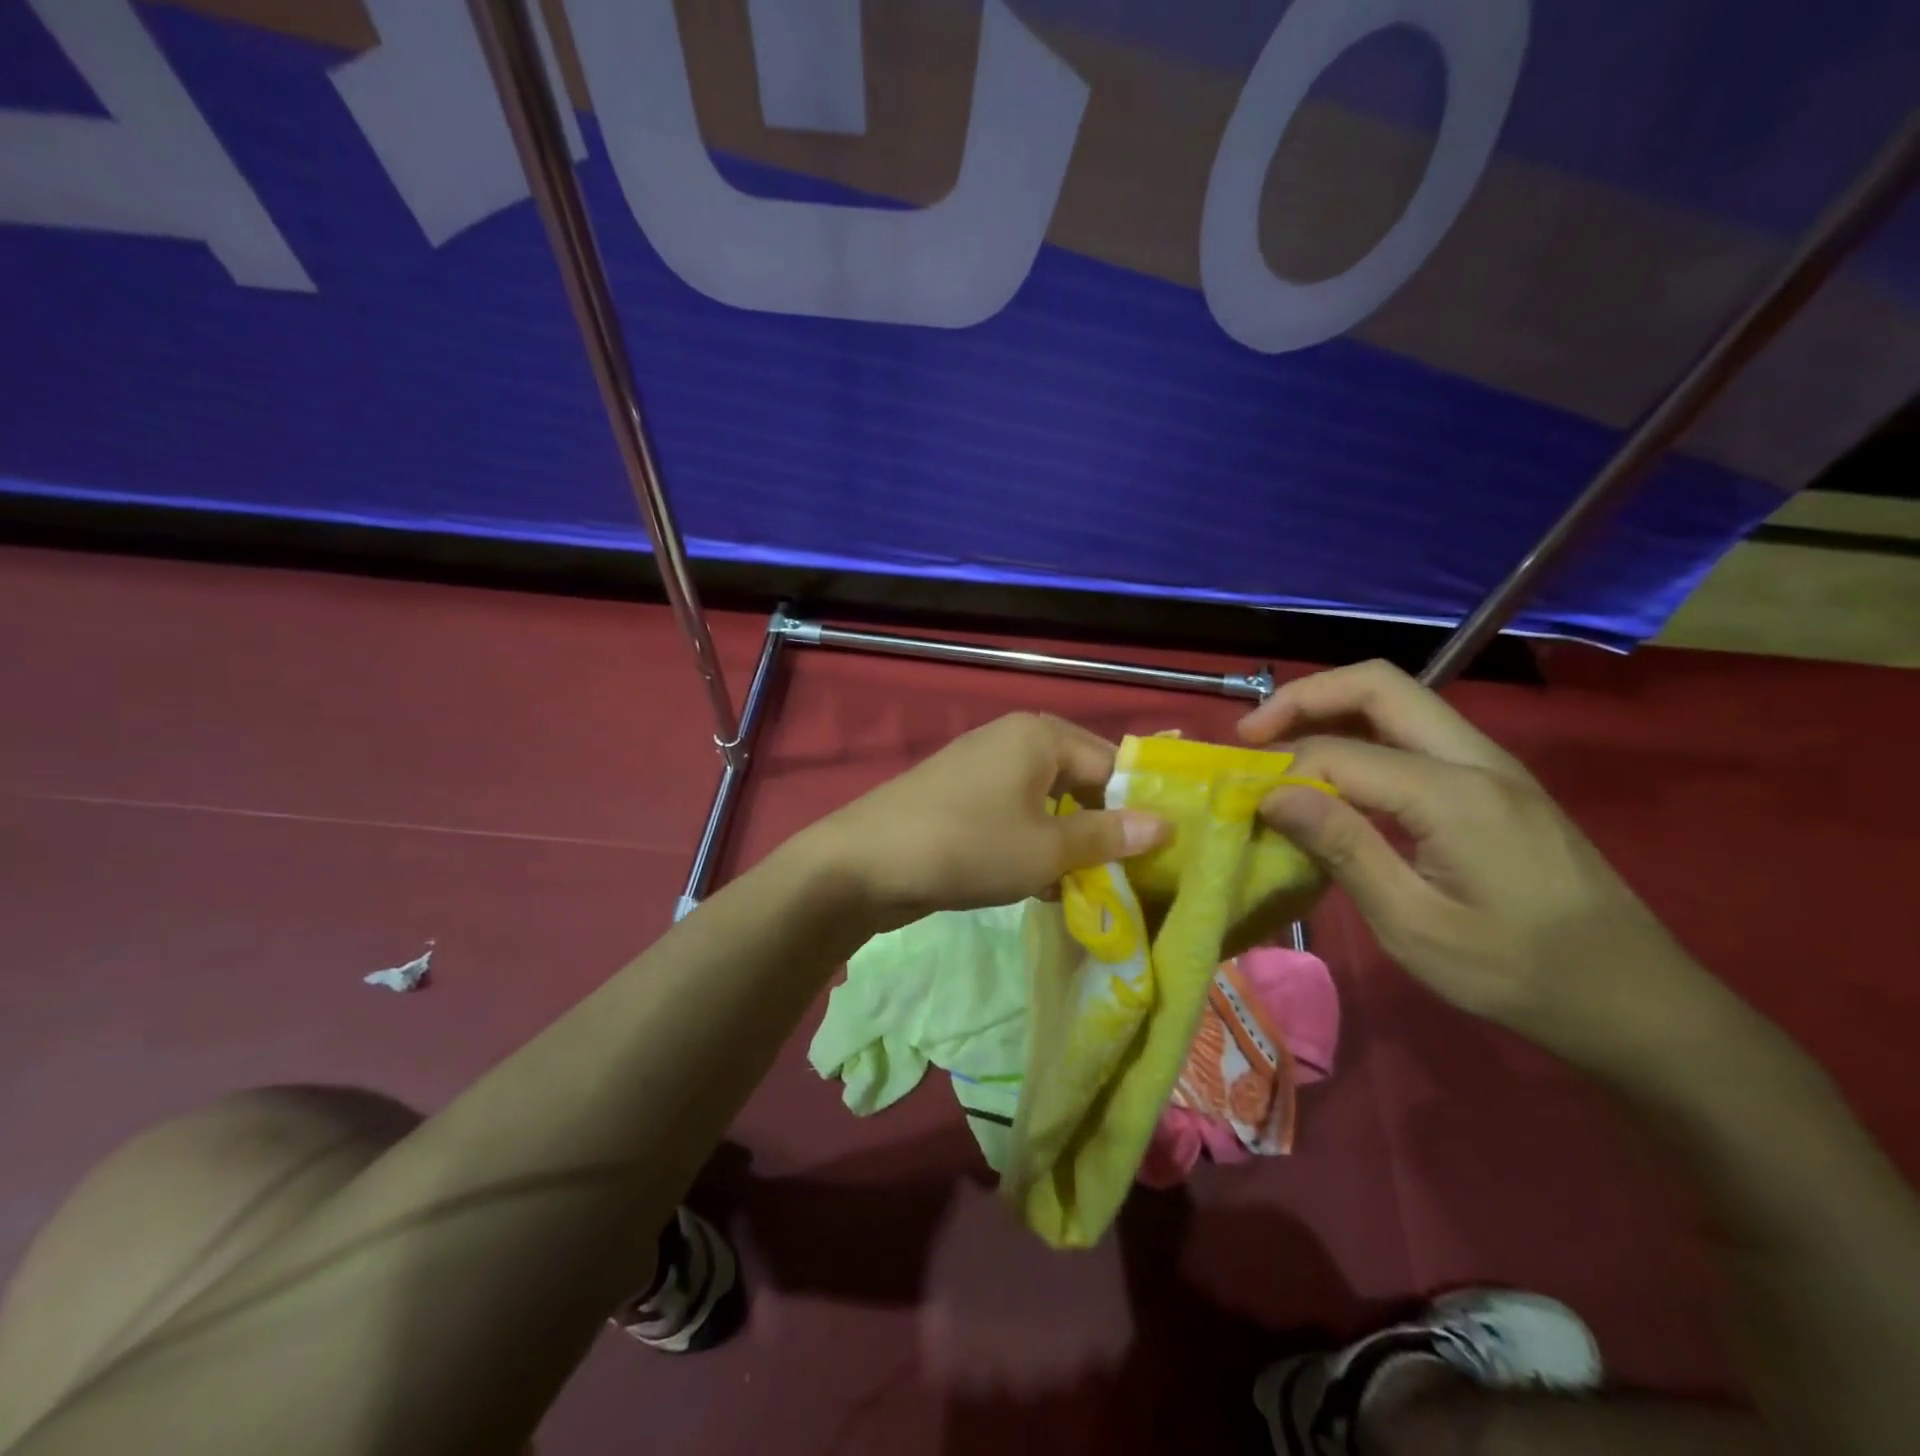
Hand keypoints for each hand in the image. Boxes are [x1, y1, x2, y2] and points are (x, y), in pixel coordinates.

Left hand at [804, 713, 1168, 932]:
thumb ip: (1107, 836)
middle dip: (1103, 830)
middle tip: (1130, 877)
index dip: (1139, 808)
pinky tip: (1045, 887)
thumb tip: (1165, 825)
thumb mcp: (1046, 849)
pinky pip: (1015, 816)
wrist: (864, 863)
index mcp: (1041, 735)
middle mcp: (1014, 740)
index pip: (1112, 764)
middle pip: (1080, 782)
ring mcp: (983, 768)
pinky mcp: (962, 798)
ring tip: (1092, 889)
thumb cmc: (968, 846)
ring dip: (1069, 844)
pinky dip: (1034, 846)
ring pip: (1048, 804)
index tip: (1164, 854)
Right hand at [1238, 661, 1717, 1070]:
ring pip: (1400, 700)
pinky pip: (1417, 732)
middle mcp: (1477, 758)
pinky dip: (1363, 734)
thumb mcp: (1415, 925)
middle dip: (1304, 697)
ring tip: (1280, 747)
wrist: (1639, 1003)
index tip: (1242, 802)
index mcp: (1455, 794)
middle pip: (1378, 684)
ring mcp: (1494, 765)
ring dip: (1333, 710)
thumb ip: (1342, 848)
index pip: (1342, 751)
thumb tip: (1273, 792)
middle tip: (1249, 734)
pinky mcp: (1497, 782)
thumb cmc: (1519, 974)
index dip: (1282, 769)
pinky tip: (1337, 776)